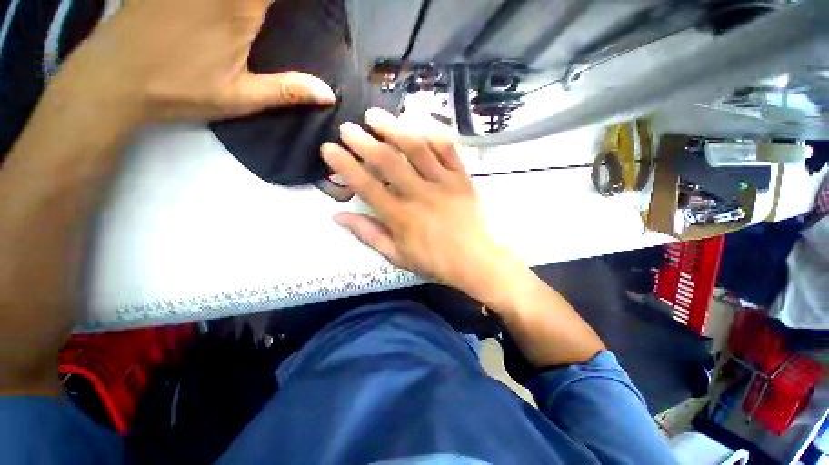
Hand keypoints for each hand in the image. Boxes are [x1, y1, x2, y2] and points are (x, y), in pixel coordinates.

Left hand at [53, 0, 335, 122]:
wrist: (115, 76)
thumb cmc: (181, 88)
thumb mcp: (240, 97)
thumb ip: (287, 91)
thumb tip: (329, 94)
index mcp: (238, 7)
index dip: (306, 1)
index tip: (321, 7)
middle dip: (274, 1)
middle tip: (276, 14)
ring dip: (257, 0)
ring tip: (256, 15)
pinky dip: (234, 0)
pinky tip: (239, 10)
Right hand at [321, 109, 516, 295]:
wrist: (477, 260)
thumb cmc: (436, 261)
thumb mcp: (397, 256)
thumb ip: (369, 234)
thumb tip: (339, 216)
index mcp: (401, 217)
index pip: (366, 186)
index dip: (345, 166)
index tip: (329, 149)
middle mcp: (419, 195)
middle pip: (388, 161)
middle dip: (363, 141)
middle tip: (347, 128)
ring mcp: (443, 183)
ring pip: (417, 148)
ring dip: (394, 128)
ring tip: (376, 116)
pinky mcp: (462, 177)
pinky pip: (447, 148)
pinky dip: (432, 130)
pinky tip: (417, 120)